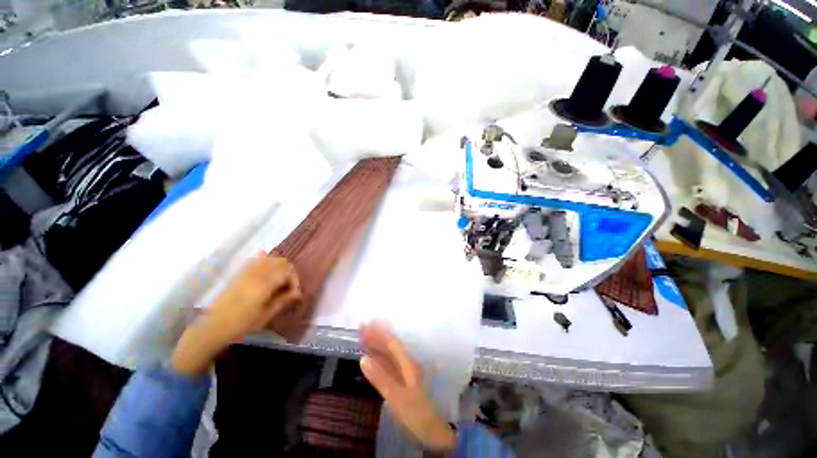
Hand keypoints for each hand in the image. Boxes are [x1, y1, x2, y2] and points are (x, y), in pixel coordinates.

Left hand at [172, 255, 300, 375]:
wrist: (212, 328)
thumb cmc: (242, 325)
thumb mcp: (266, 315)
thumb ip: (283, 300)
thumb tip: (298, 293)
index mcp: (265, 284)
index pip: (288, 273)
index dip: (295, 282)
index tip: (294, 295)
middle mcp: (257, 273)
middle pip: (281, 262)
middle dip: (289, 272)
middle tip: (288, 288)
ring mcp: (246, 272)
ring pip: (269, 258)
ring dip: (278, 267)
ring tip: (279, 281)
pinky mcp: (239, 274)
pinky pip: (255, 260)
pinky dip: (265, 261)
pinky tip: (266, 270)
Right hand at [359, 323, 456, 451]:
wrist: (432, 432)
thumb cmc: (415, 413)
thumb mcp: (396, 396)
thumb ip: (380, 377)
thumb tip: (362, 359)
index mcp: (408, 363)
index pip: (392, 342)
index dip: (380, 331)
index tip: (368, 322)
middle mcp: (407, 363)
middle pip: (389, 346)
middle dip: (376, 336)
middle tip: (362, 327)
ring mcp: (405, 372)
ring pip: (388, 354)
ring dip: (376, 345)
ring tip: (363, 337)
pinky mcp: (402, 381)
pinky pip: (388, 364)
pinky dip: (379, 358)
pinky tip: (371, 358)